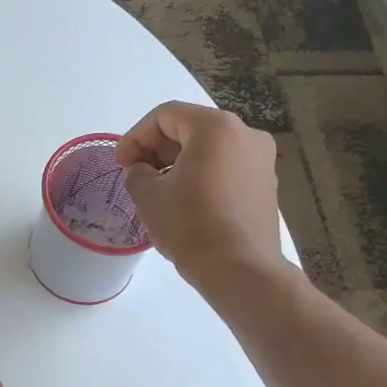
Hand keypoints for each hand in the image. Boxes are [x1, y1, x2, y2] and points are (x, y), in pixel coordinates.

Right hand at [117, 102, 288, 282]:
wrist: (240, 270)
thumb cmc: (190, 225)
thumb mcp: (149, 196)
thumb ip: (137, 173)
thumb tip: (141, 171)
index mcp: (216, 127)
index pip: (165, 116)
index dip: (135, 137)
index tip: (120, 164)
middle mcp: (246, 135)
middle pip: (190, 129)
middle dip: (157, 150)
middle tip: (135, 176)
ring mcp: (261, 161)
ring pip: (210, 150)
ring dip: (178, 164)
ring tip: (157, 192)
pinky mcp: (266, 187)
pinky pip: (226, 170)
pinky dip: (201, 177)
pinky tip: (184, 203)